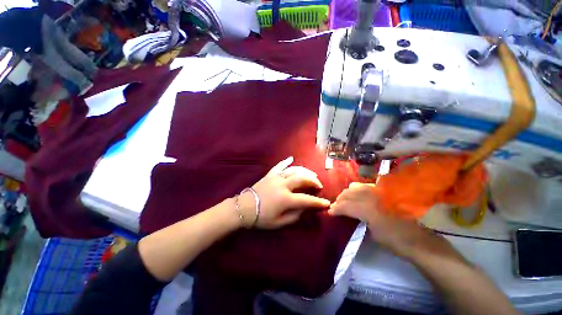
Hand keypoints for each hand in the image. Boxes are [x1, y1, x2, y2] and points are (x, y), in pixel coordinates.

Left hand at [238, 157, 330, 228]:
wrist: (244, 208)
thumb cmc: (261, 217)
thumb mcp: (279, 222)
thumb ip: (294, 216)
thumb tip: (305, 208)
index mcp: (285, 199)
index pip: (306, 199)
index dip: (318, 202)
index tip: (326, 203)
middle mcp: (283, 185)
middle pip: (302, 179)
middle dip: (313, 181)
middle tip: (318, 185)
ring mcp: (276, 177)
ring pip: (294, 170)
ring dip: (305, 171)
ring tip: (311, 174)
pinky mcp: (270, 174)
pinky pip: (279, 165)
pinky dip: (286, 161)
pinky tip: (291, 158)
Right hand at [329, 183, 456, 259]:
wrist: (418, 240)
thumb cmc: (394, 242)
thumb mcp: (372, 234)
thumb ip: (357, 220)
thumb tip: (346, 214)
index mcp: (368, 210)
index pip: (345, 205)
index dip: (336, 209)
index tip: (330, 212)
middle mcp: (373, 197)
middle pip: (349, 193)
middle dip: (340, 199)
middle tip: (335, 206)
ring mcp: (380, 192)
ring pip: (357, 187)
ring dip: (348, 193)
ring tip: (344, 199)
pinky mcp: (385, 192)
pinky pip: (367, 186)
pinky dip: (358, 189)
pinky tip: (357, 194)